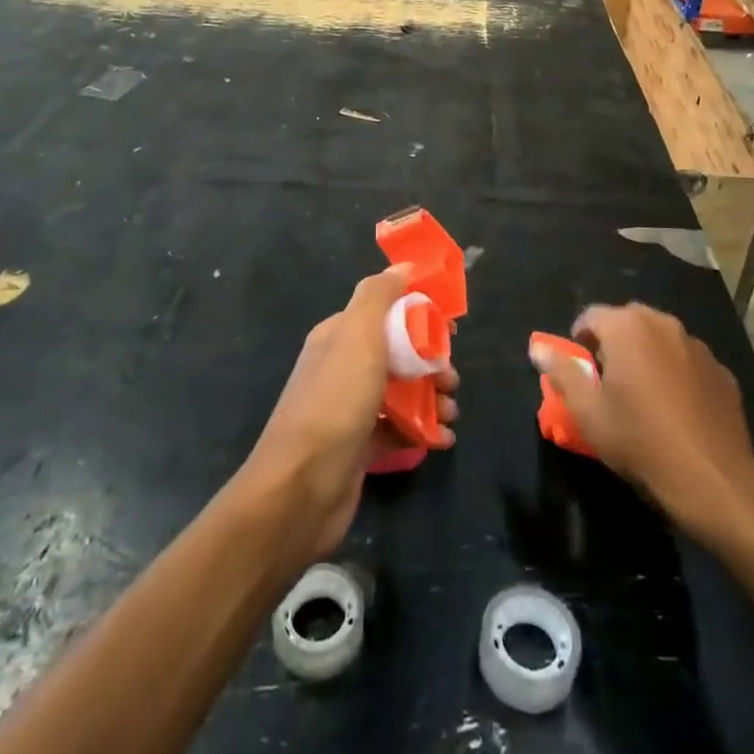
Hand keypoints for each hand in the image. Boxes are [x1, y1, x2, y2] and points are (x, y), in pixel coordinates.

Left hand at [244, 265, 458, 563]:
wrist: (302, 488)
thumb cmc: (335, 401)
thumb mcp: (357, 334)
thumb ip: (379, 295)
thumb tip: (403, 265)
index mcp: (338, 336)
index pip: (386, 312)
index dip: (420, 315)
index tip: (451, 329)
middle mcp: (343, 368)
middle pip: (399, 353)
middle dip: (432, 362)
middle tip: (450, 379)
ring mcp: (350, 409)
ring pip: (403, 392)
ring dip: (434, 398)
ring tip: (450, 414)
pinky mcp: (360, 446)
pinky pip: (400, 429)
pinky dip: (424, 431)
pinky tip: (442, 440)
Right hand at [530, 303, 753, 536]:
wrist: (712, 477)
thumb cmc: (639, 440)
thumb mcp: (587, 411)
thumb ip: (561, 372)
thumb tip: (538, 348)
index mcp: (627, 327)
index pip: (590, 316)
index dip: (579, 340)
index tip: (580, 371)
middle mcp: (664, 324)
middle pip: (627, 321)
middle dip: (613, 342)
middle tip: (608, 381)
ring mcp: (697, 345)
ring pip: (660, 338)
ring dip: (646, 354)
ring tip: (643, 394)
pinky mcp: (721, 370)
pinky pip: (687, 360)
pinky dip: (676, 372)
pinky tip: (676, 407)